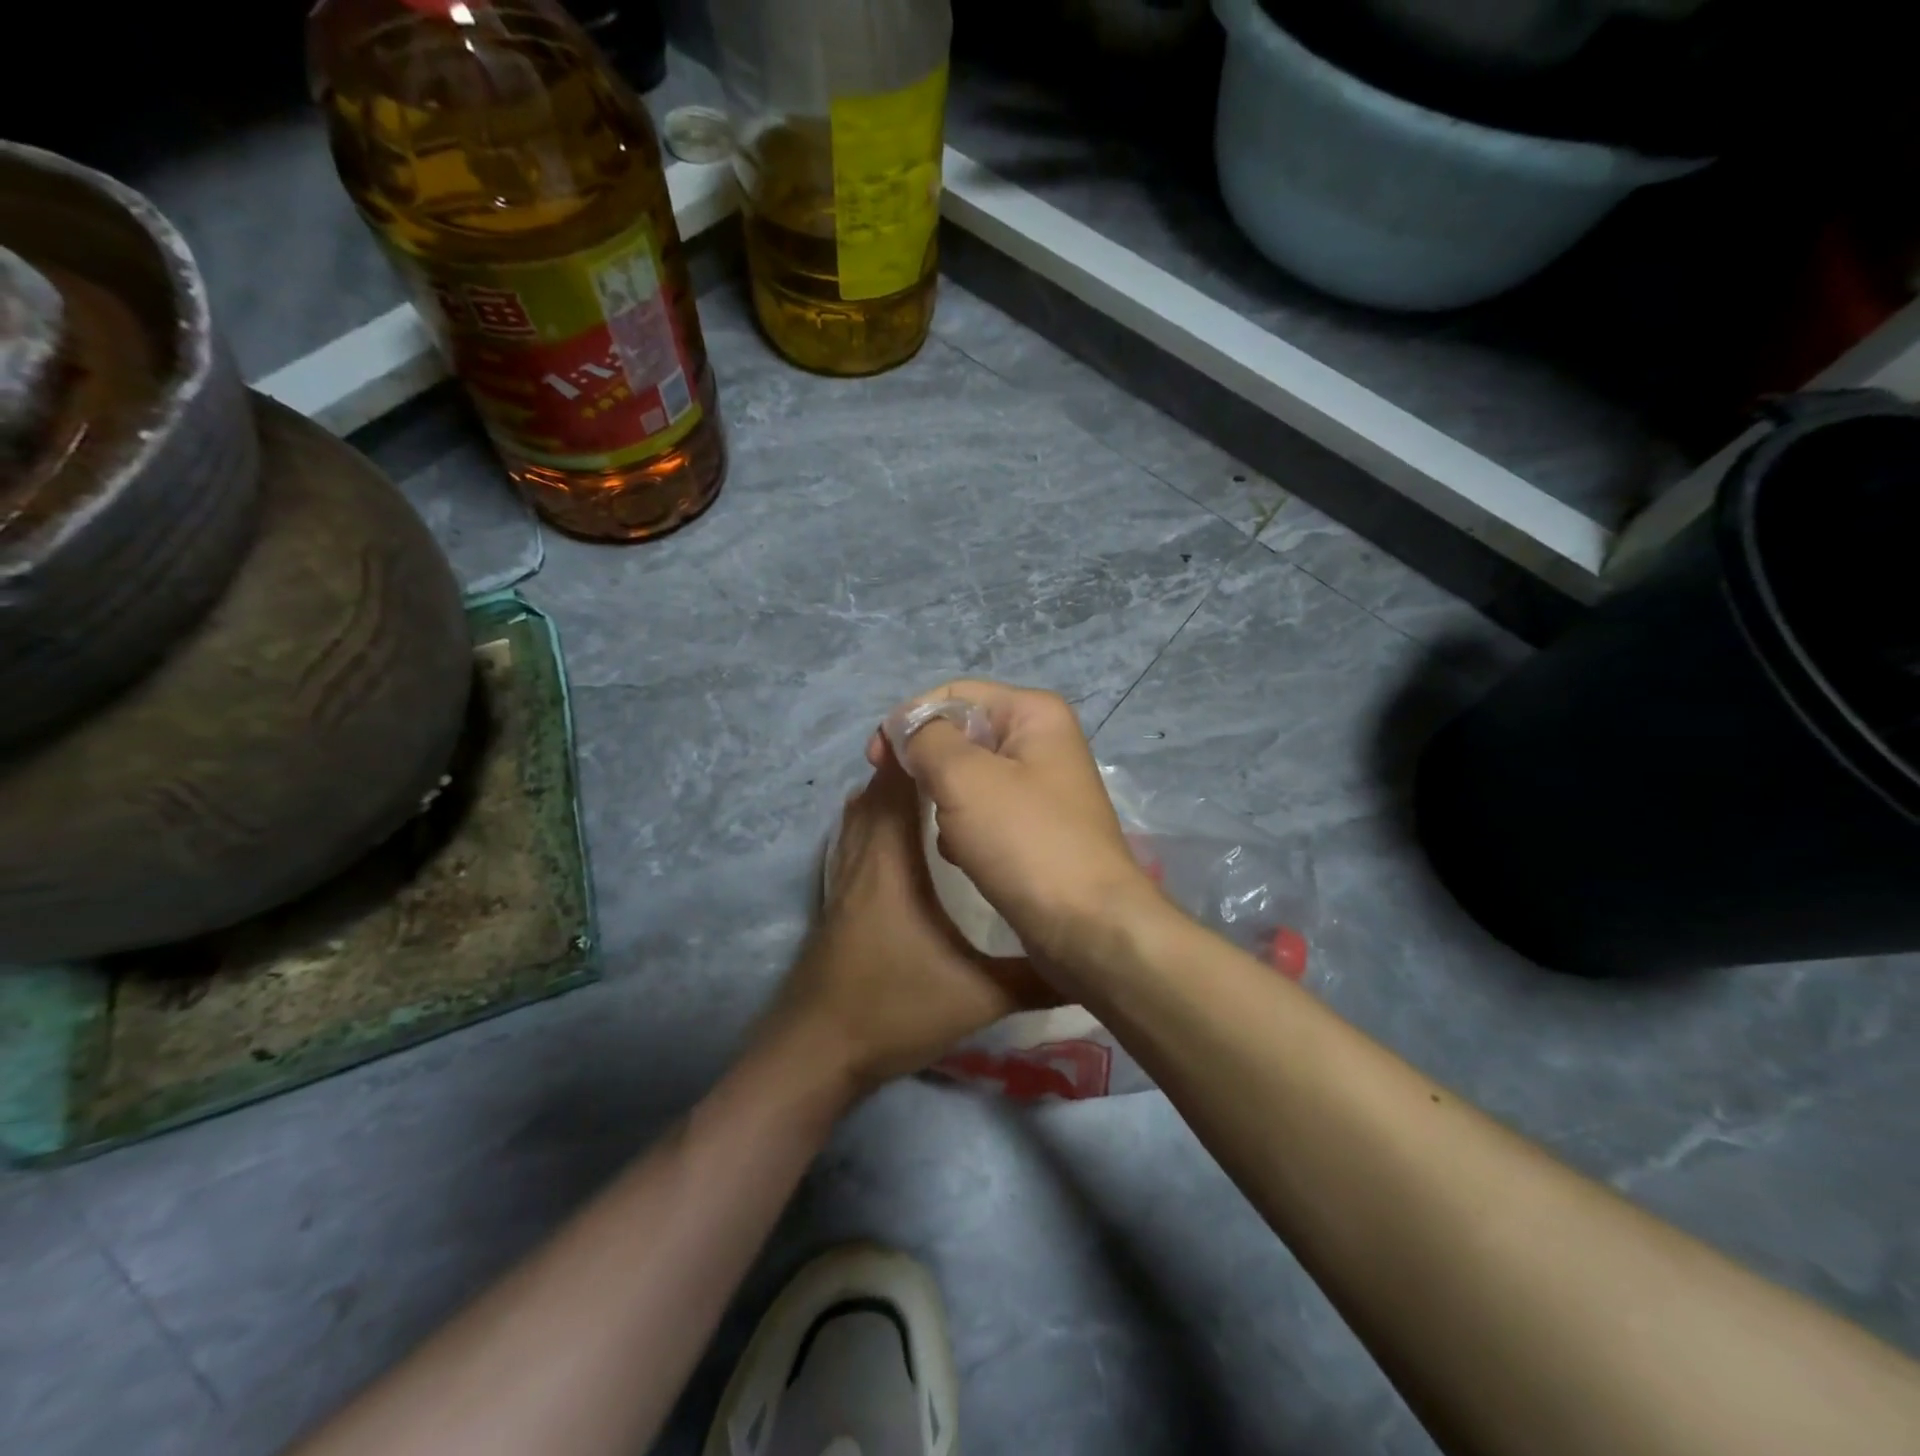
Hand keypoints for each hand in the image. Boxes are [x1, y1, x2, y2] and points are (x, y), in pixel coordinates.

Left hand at [763, 746, 1055, 1091]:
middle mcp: (862, 858)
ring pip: (861, 815)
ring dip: (892, 793)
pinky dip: (877, 823)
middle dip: (913, 767)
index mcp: (892, 862)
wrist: (817, 1053)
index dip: (920, 752)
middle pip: (877, 791)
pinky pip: (856, 841)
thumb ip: (1034, 976)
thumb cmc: (893, 1010)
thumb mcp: (977, 996)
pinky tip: (903, 842)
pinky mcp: (838, 902)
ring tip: (939, 789)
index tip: (959, 735)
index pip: (897, 785)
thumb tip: (1088, 961)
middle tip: (962, 760)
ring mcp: (844, 880)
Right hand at [866, 680, 1156, 976]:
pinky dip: (965, 830)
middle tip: (901, 795)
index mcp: (1033, 713)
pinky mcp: (1036, 828)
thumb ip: (926, 739)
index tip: (875, 762)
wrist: (1087, 925)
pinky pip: (984, 813)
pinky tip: (962, 854)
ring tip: (947, 833)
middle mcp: (1042, 741)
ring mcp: (1041, 787)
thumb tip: (907, 728)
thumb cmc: (1025, 840)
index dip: (909, 721)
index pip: (953, 695)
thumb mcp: (964, 778)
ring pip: (969, 778)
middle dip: (928, 765)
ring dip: (945, 801)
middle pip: (961, 735)